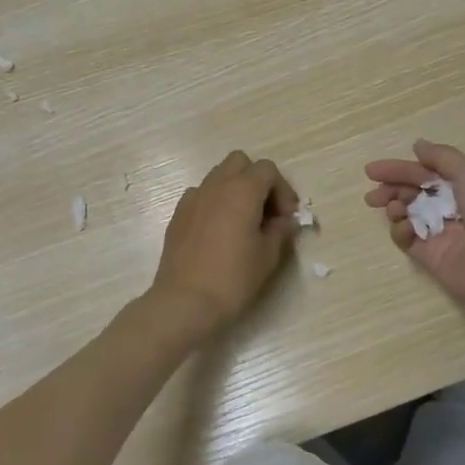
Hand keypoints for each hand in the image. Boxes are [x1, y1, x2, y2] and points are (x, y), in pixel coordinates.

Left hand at [148, 150, 298, 336]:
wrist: (184, 302)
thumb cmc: (233, 279)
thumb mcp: (268, 257)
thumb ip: (281, 231)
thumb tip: (285, 221)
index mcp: (242, 190)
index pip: (268, 170)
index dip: (283, 190)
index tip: (287, 218)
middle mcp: (216, 185)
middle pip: (240, 162)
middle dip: (257, 180)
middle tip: (266, 212)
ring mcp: (193, 198)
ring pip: (219, 176)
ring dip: (235, 189)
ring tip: (243, 221)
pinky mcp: (178, 214)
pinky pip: (201, 195)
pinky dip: (215, 202)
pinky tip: (219, 231)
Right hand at [364, 140, 464, 315]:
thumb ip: (441, 157)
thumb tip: (417, 146)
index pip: (425, 173)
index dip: (400, 169)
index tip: (372, 170)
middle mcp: (453, 208)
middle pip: (414, 193)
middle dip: (391, 189)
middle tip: (373, 193)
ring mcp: (442, 234)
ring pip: (408, 216)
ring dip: (396, 208)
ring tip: (393, 208)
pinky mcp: (432, 258)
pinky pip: (409, 241)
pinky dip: (401, 231)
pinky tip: (403, 227)